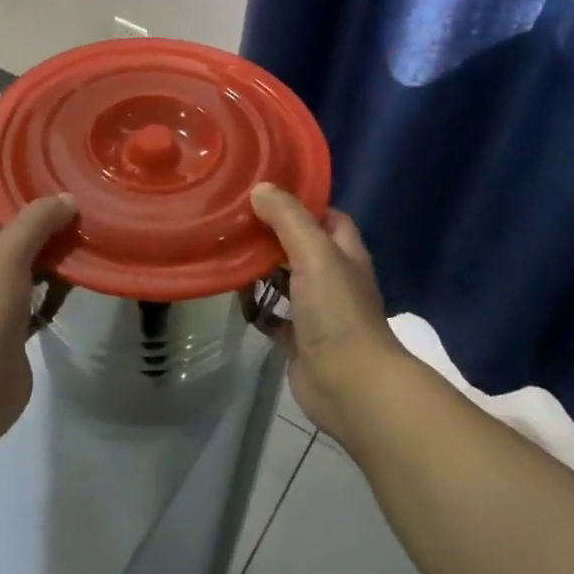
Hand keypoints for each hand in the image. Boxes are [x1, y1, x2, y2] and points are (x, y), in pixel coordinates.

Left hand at [0, 181, 78, 440]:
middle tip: (72, 186)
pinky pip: (44, 298)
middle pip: (7, 229)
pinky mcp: (19, 328)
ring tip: (88, 224)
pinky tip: (86, 275)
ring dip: (53, 246)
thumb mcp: (6, 254)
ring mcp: (2, 299)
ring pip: (30, 262)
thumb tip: (66, 198)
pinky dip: (61, 286)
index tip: (18, 152)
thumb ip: (35, 222)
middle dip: (33, 207)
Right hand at [250, 183, 411, 445]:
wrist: (348, 384)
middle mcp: (333, 278)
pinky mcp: (299, 338)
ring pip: (285, 280)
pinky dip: (256, 307)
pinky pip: (273, 315)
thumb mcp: (314, 253)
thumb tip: (260, 189)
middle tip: (234, 220)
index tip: (264, 193)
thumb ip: (288, 219)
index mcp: (345, 253)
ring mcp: (317, 310)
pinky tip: (234, 298)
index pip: (326, 216)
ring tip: (225, 252)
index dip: (300, 203)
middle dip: (271, 235)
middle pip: (300, 246)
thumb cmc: (336, 311)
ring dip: (260, 270)